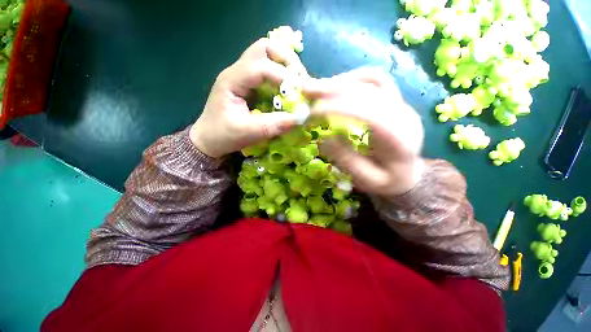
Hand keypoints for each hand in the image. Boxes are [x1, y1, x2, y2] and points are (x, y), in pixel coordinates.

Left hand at [190, 38, 306, 157]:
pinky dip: (281, 74)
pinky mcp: (248, 83)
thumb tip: (298, 118)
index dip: (283, 76)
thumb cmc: (223, 136)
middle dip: (286, 59)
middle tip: (300, 78)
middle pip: (264, 48)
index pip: (261, 66)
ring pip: (266, 54)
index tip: (299, 91)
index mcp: (232, 81)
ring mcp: (242, 75)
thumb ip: (272, 125)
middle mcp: (237, 71)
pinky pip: (267, 69)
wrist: (208, 139)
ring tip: (297, 82)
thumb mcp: (248, 133)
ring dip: (285, 64)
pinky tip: (288, 88)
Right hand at [304, 68, 424, 195]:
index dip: (337, 109)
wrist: (409, 175)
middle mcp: (404, 115)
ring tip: (317, 89)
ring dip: (341, 82)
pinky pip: (375, 81)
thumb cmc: (388, 182)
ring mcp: (401, 104)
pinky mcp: (395, 100)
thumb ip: (347, 161)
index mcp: (399, 139)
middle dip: (333, 89)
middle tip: (306, 91)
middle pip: (369, 90)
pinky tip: (336, 87)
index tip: (311, 114)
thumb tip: (323, 139)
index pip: (367, 113)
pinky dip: (352, 80)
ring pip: (372, 80)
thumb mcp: (366, 181)